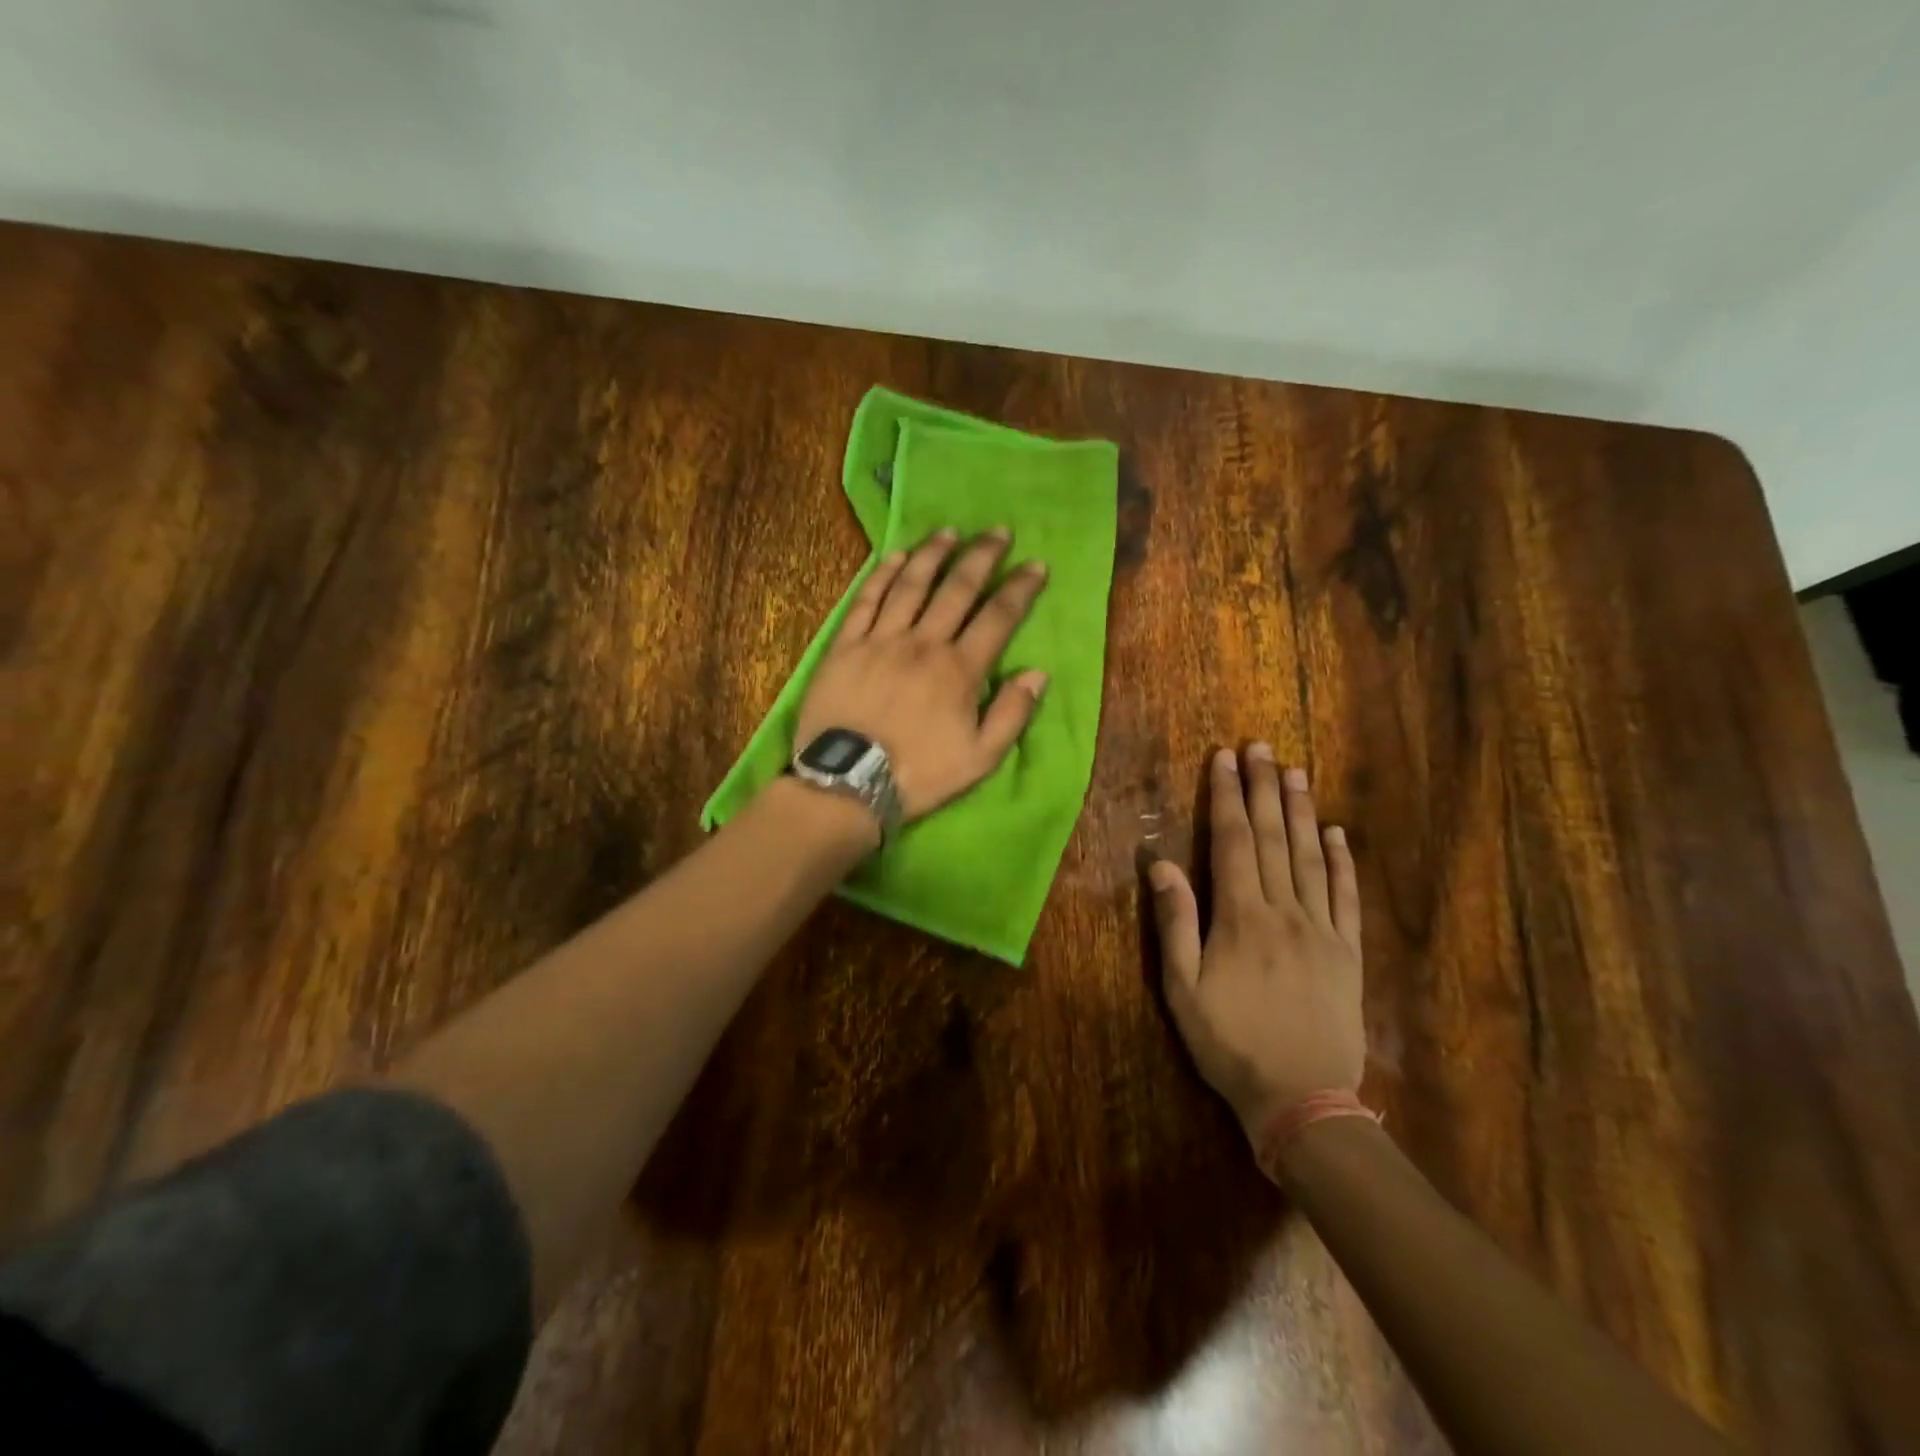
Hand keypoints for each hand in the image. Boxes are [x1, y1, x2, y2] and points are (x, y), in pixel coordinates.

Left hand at [796, 527, 1049, 821]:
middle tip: (998, 531)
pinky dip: (883, 575)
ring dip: (933, 555)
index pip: (997, 617)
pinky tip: (896, 557)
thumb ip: (1012, 714)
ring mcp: (881, 640)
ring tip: (949, 532)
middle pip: (957, 589)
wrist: (848, 783)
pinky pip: (867, 600)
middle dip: (981, 557)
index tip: (1036, 565)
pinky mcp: (846, 645)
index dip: (1020, 588)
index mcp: (960, 670)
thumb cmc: (919, 774)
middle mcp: (923, 643)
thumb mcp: (980, 759)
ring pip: (911, 585)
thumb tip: (1037, 673)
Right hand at [1149, 745, 1365, 1140]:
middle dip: (1263, 788)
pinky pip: (1346, 896)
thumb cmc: (1231, 1044)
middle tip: (1261, 747)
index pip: (1233, 841)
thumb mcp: (1183, 990)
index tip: (1224, 759)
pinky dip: (1342, 861)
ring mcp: (1322, 929)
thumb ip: (1174, 924)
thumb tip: (1161, 865)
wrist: (1303, 1099)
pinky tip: (1336, 832)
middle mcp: (1284, 911)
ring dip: (1301, 811)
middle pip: (1273, 838)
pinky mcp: (1349, 952)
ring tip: (1295, 771)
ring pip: (1310, 857)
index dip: (1227, 797)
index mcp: (1241, 918)